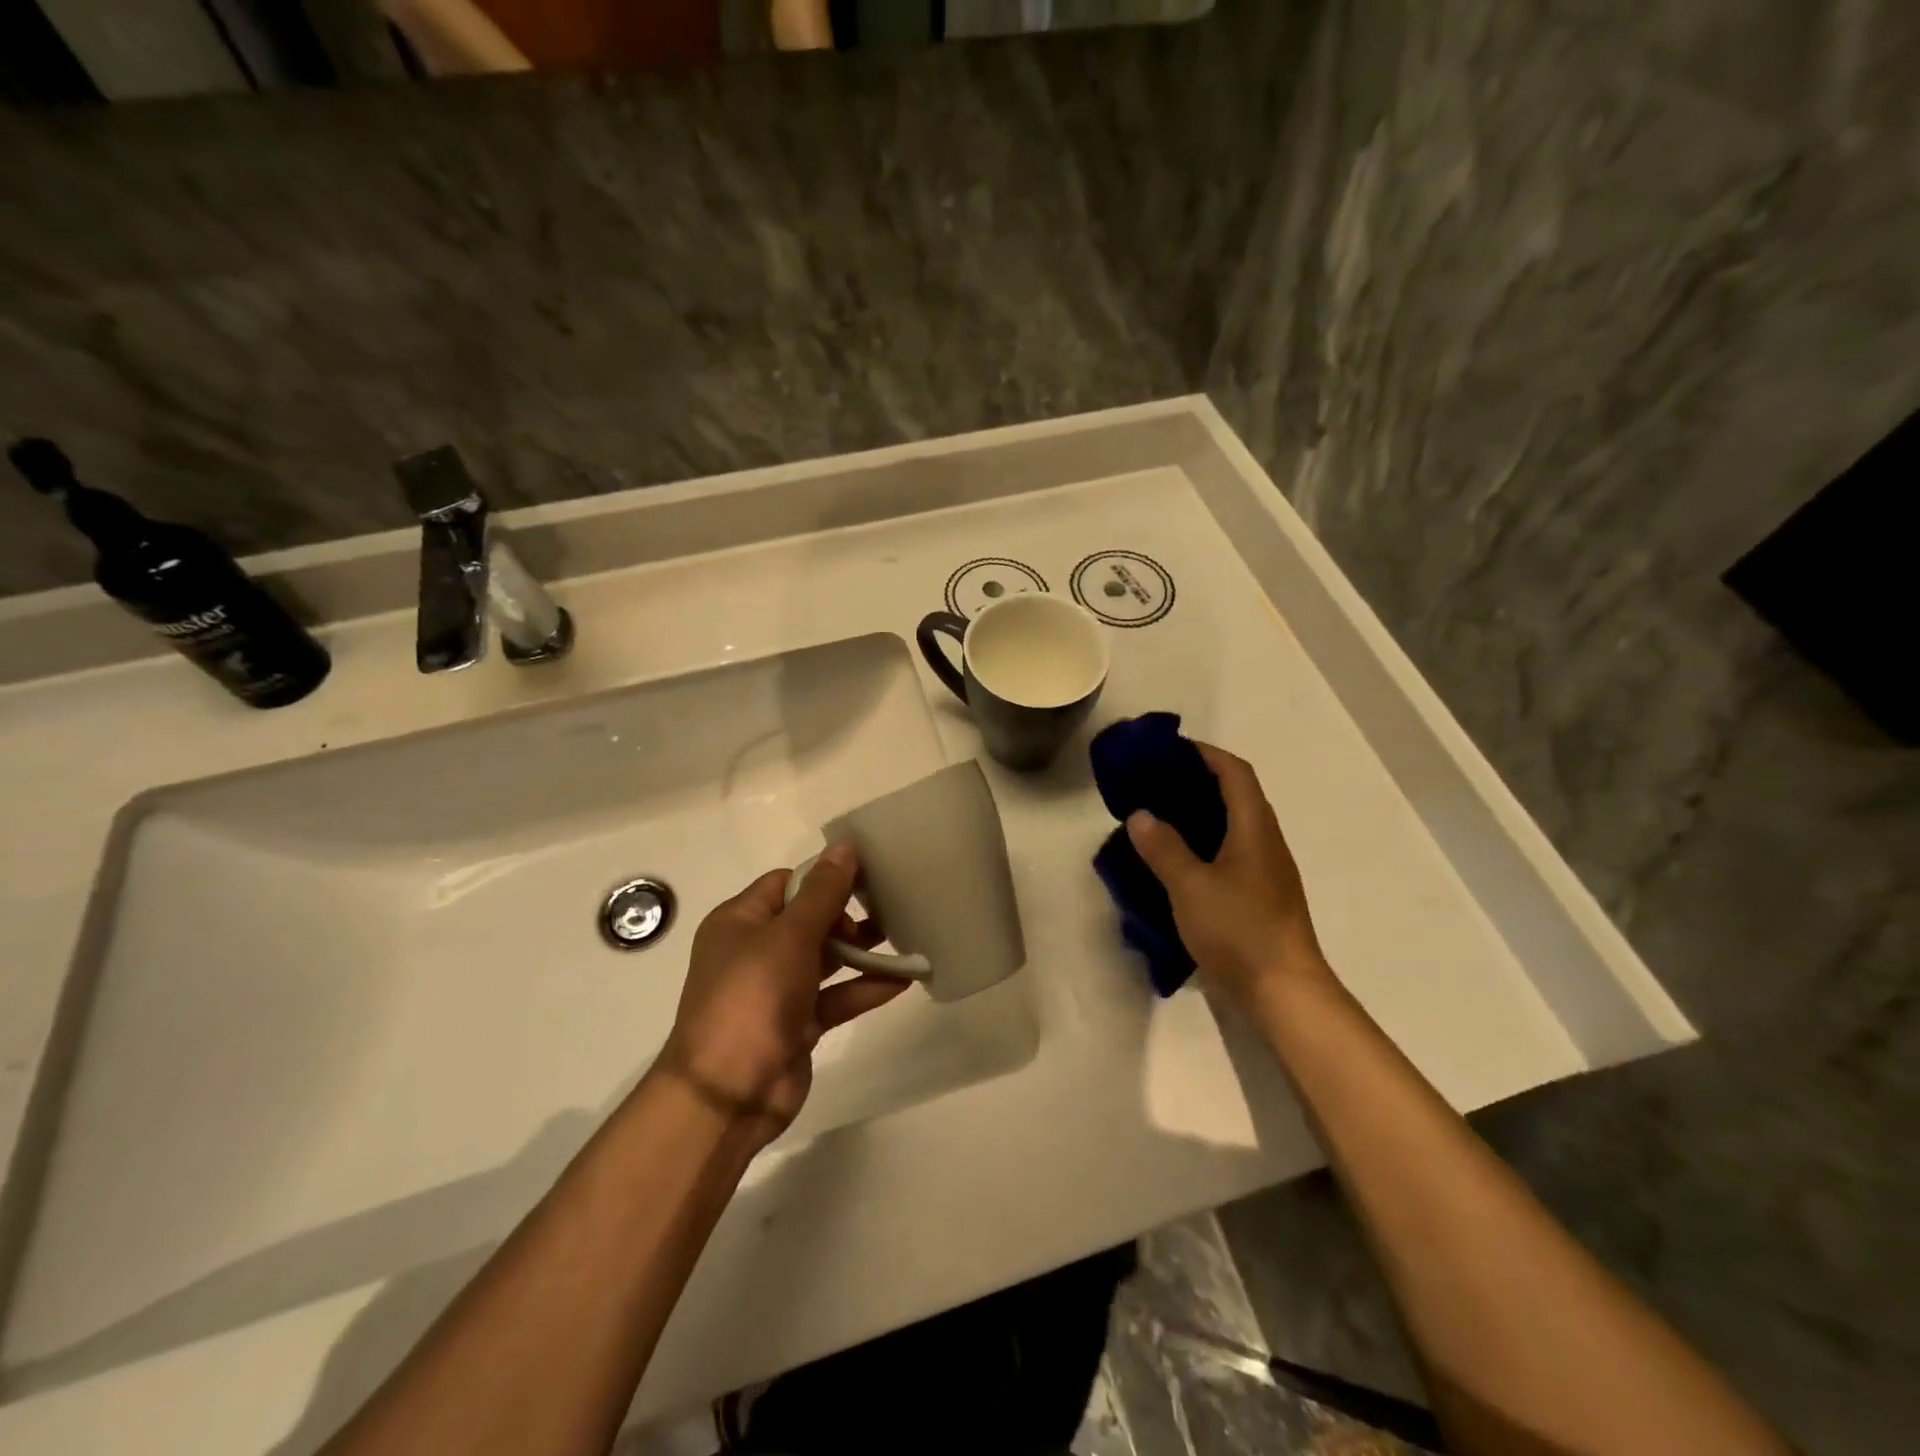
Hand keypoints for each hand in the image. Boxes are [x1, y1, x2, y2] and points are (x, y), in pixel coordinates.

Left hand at [656, 844, 909, 1146]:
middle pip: (810, 920)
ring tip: (905, 937)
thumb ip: (823, 893)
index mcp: (740, 921)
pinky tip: (902, 980)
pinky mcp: (797, 1024)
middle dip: (848, 916)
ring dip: (862, 952)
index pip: (787, 884)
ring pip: (826, 960)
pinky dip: (864, 988)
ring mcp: (777, 990)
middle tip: (887, 912)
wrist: (727, 1095)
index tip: (867, 876)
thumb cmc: (752, 998)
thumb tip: (844, 846)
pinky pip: (836, 997)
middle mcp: (756, 951)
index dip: (825, 878)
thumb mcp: (789, 936)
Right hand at [1125, 742, 1327, 1013]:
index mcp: (1254, 828)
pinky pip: (1230, 853)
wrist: (1283, 990)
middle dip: (1198, 781)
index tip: (1170, 749)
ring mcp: (1265, 871)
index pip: (1235, 772)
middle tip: (1155, 783)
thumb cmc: (1239, 930)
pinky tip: (1177, 861)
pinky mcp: (1260, 896)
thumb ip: (1164, 848)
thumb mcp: (1191, 887)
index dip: (1206, 753)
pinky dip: (1204, 844)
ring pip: (1233, 826)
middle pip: (1236, 795)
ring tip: (1159, 817)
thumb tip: (1141, 815)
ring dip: (1200, 814)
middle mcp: (1265, 842)